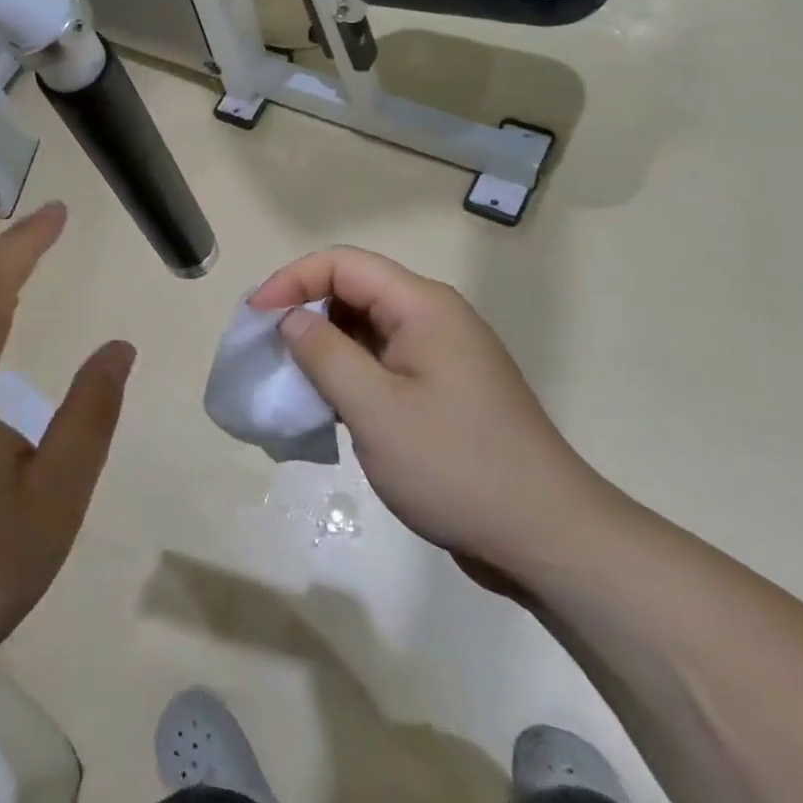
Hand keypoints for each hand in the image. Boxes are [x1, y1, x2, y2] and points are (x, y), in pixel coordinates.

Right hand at [250, 247, 612, 588]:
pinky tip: (325, 407)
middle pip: (354, 291)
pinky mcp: (441, 392)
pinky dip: (347, 375)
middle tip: (265, 350)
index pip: (343, 264)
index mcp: (423, 306)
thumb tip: (291, 319)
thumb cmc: (456, 466)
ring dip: (323, 347)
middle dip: (303, 312)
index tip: (255, 319)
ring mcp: (440, 357)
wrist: (547, 538)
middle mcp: (433, 319)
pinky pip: (382, 364)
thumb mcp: (376, 409)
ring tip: (288, 380)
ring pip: (365, 330)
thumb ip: (324, 354)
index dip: (292, 280)